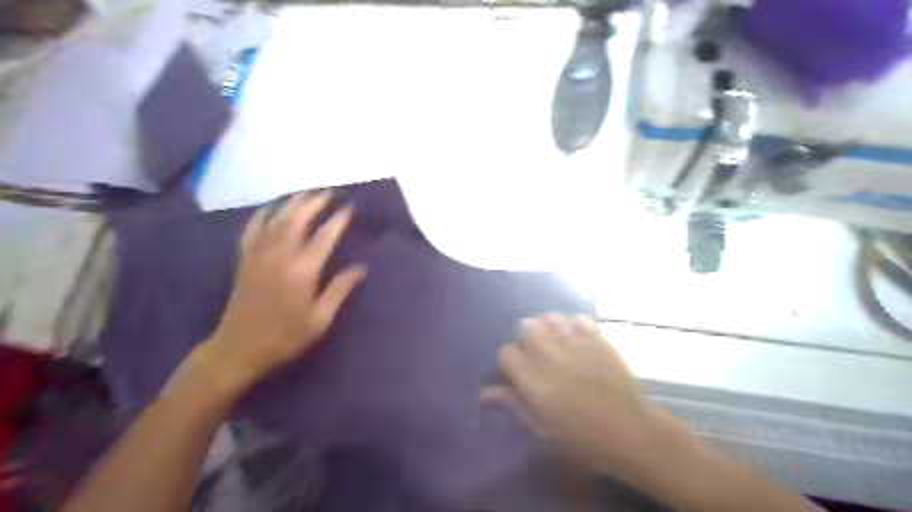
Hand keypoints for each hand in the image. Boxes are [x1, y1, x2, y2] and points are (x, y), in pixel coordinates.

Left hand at [182, 192, 364, 399]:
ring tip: (306, 192)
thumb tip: (360, 268)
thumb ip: (339, 290)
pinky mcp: (244, 259)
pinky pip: (251, 229)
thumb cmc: (285, 337)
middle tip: (329, 192)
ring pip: (276, 219)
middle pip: (298, 219)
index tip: (349, 207)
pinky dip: (261, 215)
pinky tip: (269, 207)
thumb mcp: (320, 319)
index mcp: (302, 271)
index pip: (324, 236)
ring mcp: (259, 255)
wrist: (239, 349)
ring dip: (292, 203)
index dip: (338, 220)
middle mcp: (280, 255)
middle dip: (315, 203)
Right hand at [492, 314, 691, 481]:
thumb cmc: (582, 437)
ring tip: (553, 346)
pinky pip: (574, 319)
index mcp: (532, 377)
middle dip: (527, 346)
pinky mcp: (595, 336)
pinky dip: (568, 325)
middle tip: (539, 363)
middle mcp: (548, 352)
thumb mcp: (542, 426)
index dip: (509, 363)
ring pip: (547, 320)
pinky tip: (572, 337)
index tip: (517, 375)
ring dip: (546, 330)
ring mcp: (573, 340)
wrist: (630, 430)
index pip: (505, 352)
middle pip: (524, 332)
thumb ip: (514, 403)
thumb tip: (486, 392)